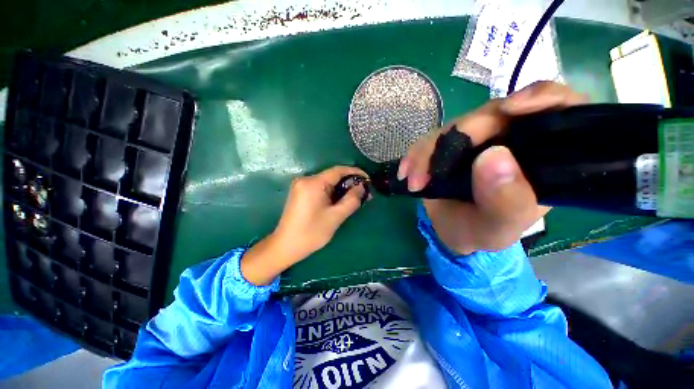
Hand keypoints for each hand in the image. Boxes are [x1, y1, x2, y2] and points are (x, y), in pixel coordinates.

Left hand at [273, 166, 370, 257]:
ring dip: (341, 188)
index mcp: (313, 183)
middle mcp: (305, 179)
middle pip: (332, 176)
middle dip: (349, 182)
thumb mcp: (335, 217)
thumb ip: (351, 200)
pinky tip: (339, 200)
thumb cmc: (311, 233)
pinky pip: (320, 187)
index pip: (338, 170)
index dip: (355, 172)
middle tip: (363, 192)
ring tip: (354, 198)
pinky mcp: (300, 192)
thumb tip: (361, 187)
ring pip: (327, 182)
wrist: (285, 246)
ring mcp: (301, 185)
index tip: (368, 179)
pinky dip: (332, 192)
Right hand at [398, 81, 587, 253]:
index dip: (541, 98)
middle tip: (430, 173)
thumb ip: (506, 201)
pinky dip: (415, 155)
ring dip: (427, 152)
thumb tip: (493, 156)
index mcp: (541, 157)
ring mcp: (477, 138)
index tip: (510, 109)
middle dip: (458, 138)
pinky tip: (406, 173)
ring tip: (414, 181)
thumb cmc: (481, 231)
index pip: (559, 110)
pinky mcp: (450, 143)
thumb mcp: (498, 228)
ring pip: (454, 126)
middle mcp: (512, 139)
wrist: (449, 229)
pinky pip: (430, 139)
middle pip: (492, 115)